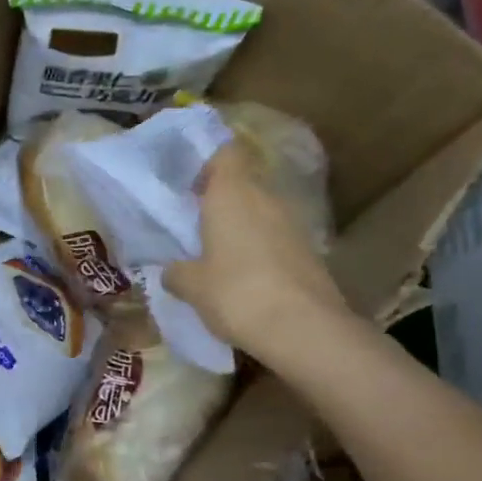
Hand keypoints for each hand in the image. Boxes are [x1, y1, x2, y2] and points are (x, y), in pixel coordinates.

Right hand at [164, 144, 351, 358]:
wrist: (304, 328)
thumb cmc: (236, 293)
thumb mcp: (192, 287)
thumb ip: (177, 273)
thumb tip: (171, 271)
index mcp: (232, 193)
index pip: (226, 152)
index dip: (209, 163)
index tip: (192, 187)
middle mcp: (265, 198)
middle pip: (243, 184)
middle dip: (221, 201)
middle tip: (197, 227)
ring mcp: (293, 223)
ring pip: (261, 212)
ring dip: (242, 228)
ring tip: (220, 257)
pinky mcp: (309, 251)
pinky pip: (277, 239)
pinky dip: (261, 250)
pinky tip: (247, 279)